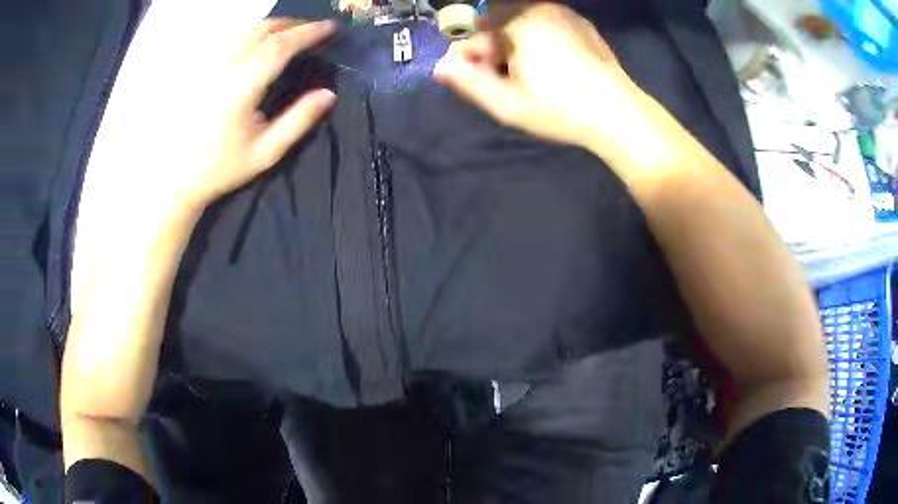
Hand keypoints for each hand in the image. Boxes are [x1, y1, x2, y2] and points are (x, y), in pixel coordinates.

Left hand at [142, 18, 336, 212]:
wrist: (178, 176)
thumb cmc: (222, 167)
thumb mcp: (266, 152)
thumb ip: (298, 121)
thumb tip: (328, 94)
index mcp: (241, 88)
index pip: (279, 47)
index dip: (308, 33)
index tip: (330, 27)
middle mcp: (223, 69)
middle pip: (262, 29)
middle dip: (292, 23)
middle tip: (314, 28)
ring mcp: (209, 67)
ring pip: (245, 31)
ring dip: (273, 25)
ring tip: (292, 31)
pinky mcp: (201, 71)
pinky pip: (232, 40)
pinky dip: (254, 34)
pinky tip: (262, 43)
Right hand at [433, 4, 647, 149]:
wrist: (619, 114)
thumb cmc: (560, 110)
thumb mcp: (507, 103)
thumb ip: (468, 81)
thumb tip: (440, 66)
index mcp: (519, 23)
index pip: (476, 31)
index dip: (467, 55)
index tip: (467, 77)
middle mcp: (540, 9)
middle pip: (499, 24)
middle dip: (491, 49)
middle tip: (499, 79)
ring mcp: (564, 14)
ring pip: (522, 24)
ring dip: (513, 45)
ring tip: (524, 76)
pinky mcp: (581, 24)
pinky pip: (545, 25)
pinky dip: (536, 40)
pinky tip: (548, 66)